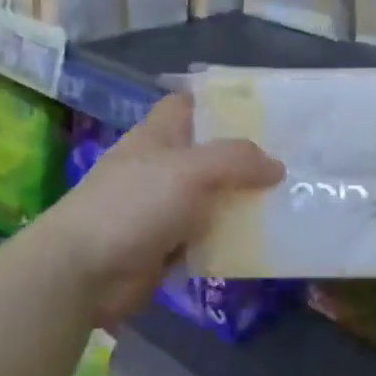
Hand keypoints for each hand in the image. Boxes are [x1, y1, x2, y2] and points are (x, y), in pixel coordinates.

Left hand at [47, 93, 281, 323]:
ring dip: (243, 202)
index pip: (190, 105)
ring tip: (291, 200)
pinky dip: (230, 239)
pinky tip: (265, 240)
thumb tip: (277, 166)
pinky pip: (208, 237)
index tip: (263, 110)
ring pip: (213, 198)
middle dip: (245, 157)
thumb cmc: (134, 204)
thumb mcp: (191, 170)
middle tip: (292, 159)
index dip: (221, 103)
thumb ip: (237, 160)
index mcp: (158, 135)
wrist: (83, 272)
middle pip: (209, 153)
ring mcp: (163, 208)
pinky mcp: (166, 246)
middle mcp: (161, 166)